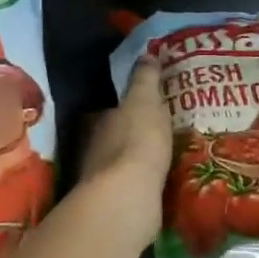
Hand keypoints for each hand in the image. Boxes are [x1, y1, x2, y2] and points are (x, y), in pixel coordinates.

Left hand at [82, 58, 173, 244]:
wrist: (128, 196)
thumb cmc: (137, 141)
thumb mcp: (145, 101)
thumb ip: (145, 79)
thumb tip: (146, 53)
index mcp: (99, 122)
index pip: (111, 110)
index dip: (128, 108)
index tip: (148, 108)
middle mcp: (94, 149)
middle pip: (114, 138)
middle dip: (132, 136)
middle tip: (160, 133)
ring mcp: (102, 180)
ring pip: (121, 165)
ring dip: (138, 162)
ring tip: (165, 159)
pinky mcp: (115, 204)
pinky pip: (132, 188)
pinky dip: (143, 184)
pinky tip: (160, 184)